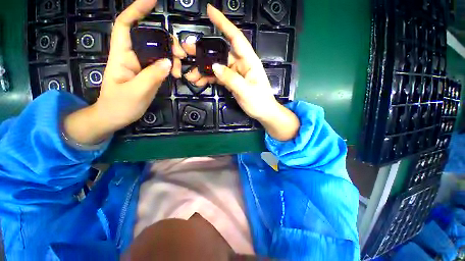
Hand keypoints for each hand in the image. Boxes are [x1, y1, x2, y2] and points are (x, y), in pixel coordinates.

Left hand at [64, 0, 185, 144]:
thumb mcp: (137, 92)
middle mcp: (131, 56)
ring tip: (179, 71)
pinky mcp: (148, 74)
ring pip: (158, 52)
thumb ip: (152, 76)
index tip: (152, 1)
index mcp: (121, 56)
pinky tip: (176, 74)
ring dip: (171, 58)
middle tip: (181, 55)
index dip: (137, 10)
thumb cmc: (120, 105)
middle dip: (166, 42)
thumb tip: (168, 62)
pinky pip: (161, 65)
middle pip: (149, 38)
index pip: (125, 26)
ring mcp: (141, 66)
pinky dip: (170, 67)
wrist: (115, 117)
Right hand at [184, 5, 299, 140]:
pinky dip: (209, 78)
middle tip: (186, 51)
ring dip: (203, 70)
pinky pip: (218, 77)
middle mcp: (241, 64)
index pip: (236, 38)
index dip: (223, 23)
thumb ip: (231, 79)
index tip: (210, 11)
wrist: (263, 113)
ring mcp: (236, 73)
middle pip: (221, 53)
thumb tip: (215, 67)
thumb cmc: (259, 102)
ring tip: (190, 75)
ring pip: (217, 66)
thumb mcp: (246, 91)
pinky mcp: (232, 81)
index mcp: (249, 61)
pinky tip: (199, 81)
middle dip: (203, 52)